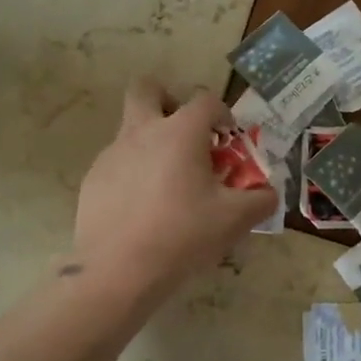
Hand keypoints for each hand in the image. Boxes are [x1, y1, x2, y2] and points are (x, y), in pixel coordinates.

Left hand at [74, 78, 277, 295]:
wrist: (118, 271)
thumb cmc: (183, 235)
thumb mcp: (235, 220)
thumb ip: (260, 200)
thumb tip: (267, 193)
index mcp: (180, 132)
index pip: (205, 100)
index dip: (222, 114)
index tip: (228, 139)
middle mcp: (142, 132)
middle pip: (146, 89)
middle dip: (167, 99)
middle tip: (184, 132)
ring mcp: (112, 154)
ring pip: (131, 129)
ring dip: (152, 143)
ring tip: (170, 185)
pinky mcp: (93, 180)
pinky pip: (118, 163)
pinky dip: (134, 174)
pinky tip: (144, 210)